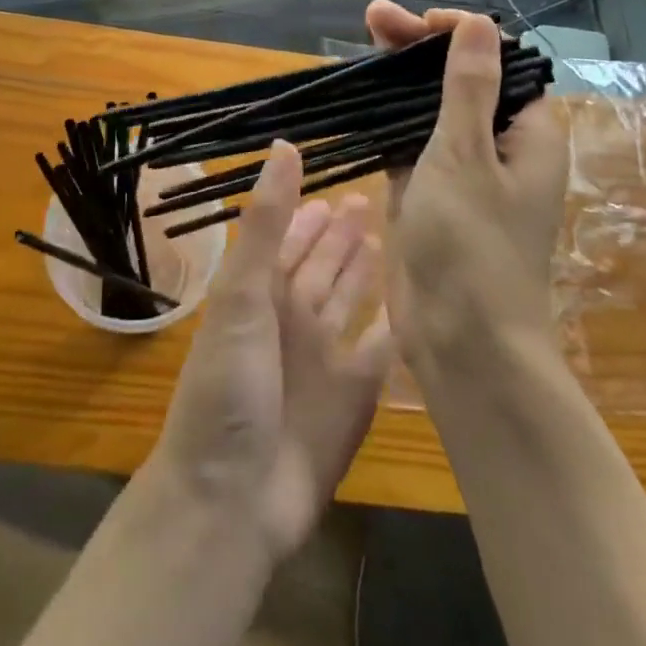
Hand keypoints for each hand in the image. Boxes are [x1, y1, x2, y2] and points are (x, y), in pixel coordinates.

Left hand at [148, 141, 392, 560]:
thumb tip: (284, 146)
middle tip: (372, 199)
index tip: (336, 184)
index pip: (290, 239)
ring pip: (351, 301)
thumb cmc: (230, 385)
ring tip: (390, 238)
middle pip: (324, 266)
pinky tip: (415, 305)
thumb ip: (266, 222)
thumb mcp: (242, 294)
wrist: (233, 499)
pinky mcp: (355, 397)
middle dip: (343, 235)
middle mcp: (293, 318)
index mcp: (262, 293)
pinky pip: (379, 350)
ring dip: (366, 272)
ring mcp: (325, 358)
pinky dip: (394, 328)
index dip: (309, 212)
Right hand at [366, 1, 570, 380]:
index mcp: (528, 133)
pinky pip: (408, 139)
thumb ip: (468, 86)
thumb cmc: (472, 245)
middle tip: (372, 18)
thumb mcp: (466, 155)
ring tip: (361, 41)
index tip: (419, 22)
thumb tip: (480, 22)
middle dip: (418, 47)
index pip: (499, 61)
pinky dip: (386, 115)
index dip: (460, 33)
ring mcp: (461, 169)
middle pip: (460, 78)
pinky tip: (358, 94)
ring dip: (398, 76)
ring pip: (430, 107)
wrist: (461, 343)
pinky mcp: (428, 191)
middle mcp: (500, 145)